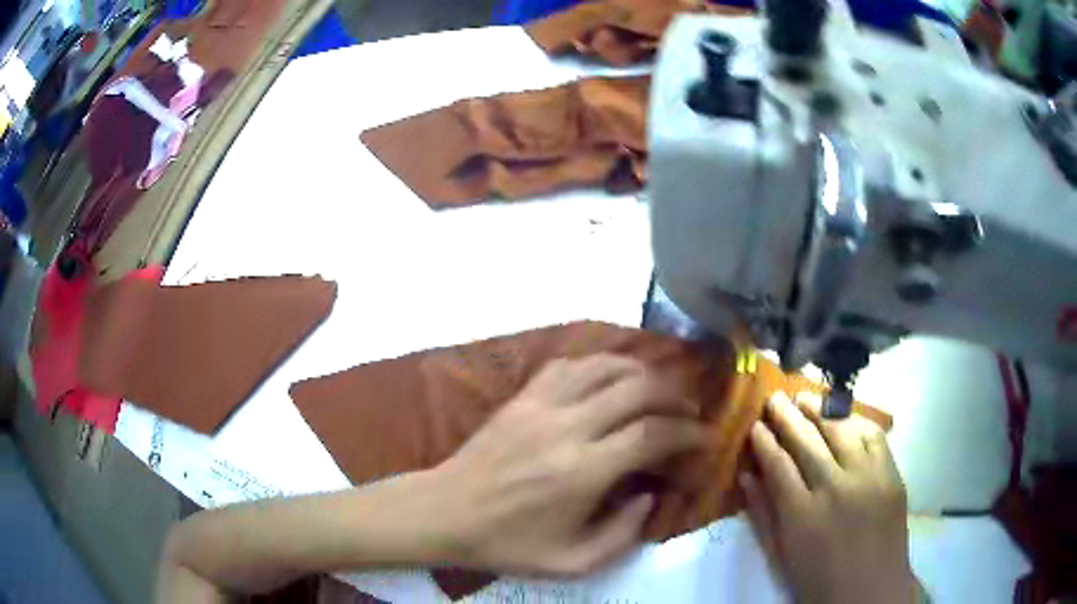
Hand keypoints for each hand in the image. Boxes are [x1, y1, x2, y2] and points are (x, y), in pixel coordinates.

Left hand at [430, 354, 702, 576]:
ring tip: (658, 390)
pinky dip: (600, 364)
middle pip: (637, 388)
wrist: (445, 513)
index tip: (707, 436)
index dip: (688, 431)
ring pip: (605, 366)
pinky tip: (610, 378)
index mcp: (581, 472)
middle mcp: (565, 428)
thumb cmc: (507, 543)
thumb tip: (650, 494)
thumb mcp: (572, 562)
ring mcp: (540, 405)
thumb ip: (623, 533)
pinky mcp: (521, 396)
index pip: (651, 434)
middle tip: (689, 411)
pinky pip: (569, 365)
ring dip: (642, 372)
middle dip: (675, 394)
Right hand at [742, 392, 916, 603]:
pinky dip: (856, 421)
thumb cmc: (819, 579)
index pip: (778, 464)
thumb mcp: (781, 556)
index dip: (764, 441)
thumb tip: (746, 476)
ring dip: (820, 410)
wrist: (871, 589)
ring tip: (804, 397)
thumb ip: (762, 515)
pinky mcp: (891, 474)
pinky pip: (873, 435)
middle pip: (807, 440)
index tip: (755, 425)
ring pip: (840, 430)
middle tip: (774, 398)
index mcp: (801, 514)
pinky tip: (843, 415)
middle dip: (787, 416)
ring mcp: (867, 477)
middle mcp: (834, 488)